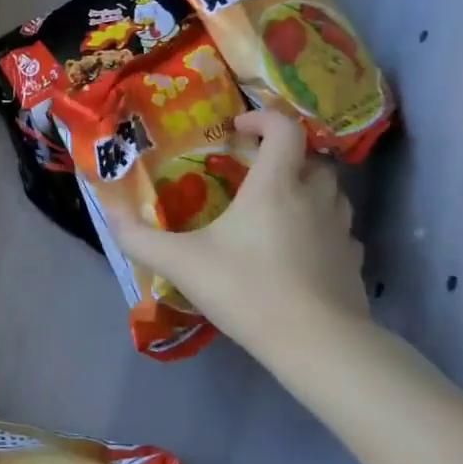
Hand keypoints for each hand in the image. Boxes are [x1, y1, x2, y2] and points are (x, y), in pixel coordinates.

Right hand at [107, 110, 369, 359]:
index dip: (262, 118)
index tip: (237, 129)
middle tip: (252, 173)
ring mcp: (339, 231)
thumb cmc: (247, 289)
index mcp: (275, 186)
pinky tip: (299, 250)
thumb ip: (139, 238)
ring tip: (276, 209)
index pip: (285, 129)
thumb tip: (109, 214)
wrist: (318, 345)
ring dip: (306, 190)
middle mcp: (313, 199)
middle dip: (283, 157)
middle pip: (311, 159)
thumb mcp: (181, 263)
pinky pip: (339, 231)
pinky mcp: (353, 263)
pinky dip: (321, 228)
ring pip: (331, 194)